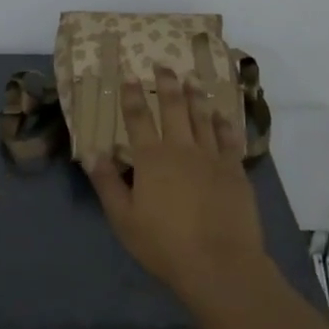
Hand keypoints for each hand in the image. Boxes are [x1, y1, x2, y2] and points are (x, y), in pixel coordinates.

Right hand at [87, 66, 267, 291]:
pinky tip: (222, 114)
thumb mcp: (123, 219)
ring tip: (191, 78)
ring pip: (203, 117)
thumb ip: (107, 184)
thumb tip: (93, 152)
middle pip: (173, 108)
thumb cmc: (164, 245)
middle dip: (166, 84)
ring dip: (195, 95)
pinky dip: (224, 122)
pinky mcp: (235, 170)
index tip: (130, 76)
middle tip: (163, 65)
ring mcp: (212, 157)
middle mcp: (182, 149)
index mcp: (152, 159)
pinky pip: (229, 138)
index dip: (132, 96)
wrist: (219, 263)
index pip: (138, 119)